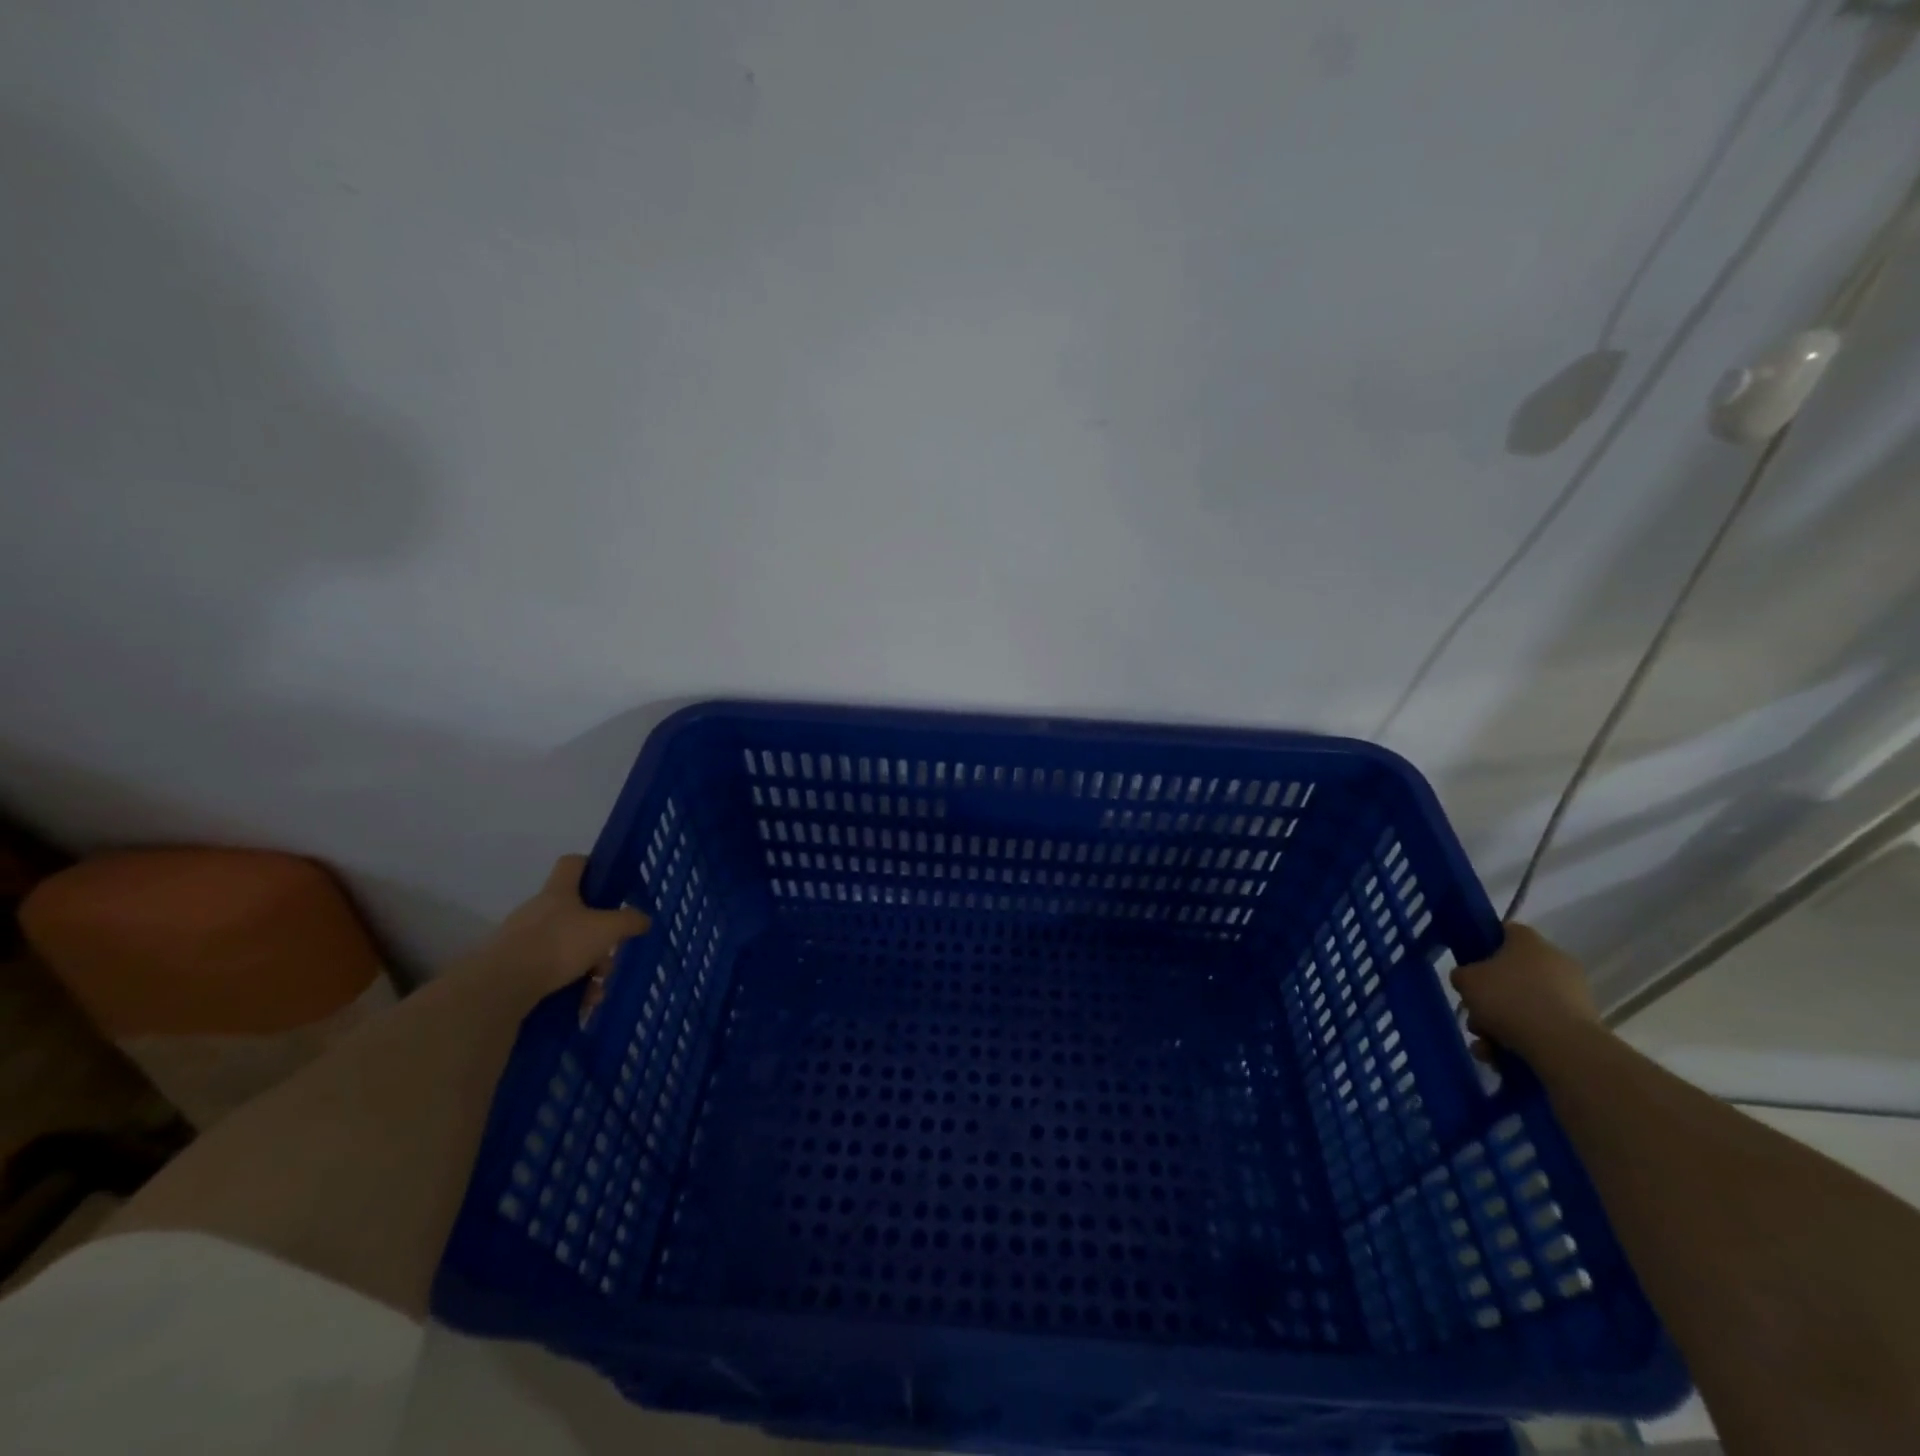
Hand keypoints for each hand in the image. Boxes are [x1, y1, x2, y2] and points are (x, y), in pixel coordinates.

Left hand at [468, 855, 649, 1000]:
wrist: (500, 987)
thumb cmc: (559, 945)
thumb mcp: (607, 930)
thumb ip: (629, 921)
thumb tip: (644, 919)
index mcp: (559, 892)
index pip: (573, 863)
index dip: (592, 866)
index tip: (609, 882)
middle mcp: (537, 910)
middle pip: (576, 914)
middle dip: (598, 938)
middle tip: (609, 959)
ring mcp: (521, 939)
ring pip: (565, 947)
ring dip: (585, 968)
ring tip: (595, 992)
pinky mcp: (511, 967)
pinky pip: (548, 971)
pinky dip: (567, 986)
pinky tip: (579, 1004)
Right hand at [1450, 923, 1601, 1062]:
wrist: (1563, 1046)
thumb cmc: (1509, 999)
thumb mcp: (1466, 980)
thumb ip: (1463, 975)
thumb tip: (1471, 981)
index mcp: (1530, 942)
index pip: (1506, 932)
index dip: (1485, 945)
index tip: (1471, 965)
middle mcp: (1556, 963)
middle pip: (1512, 974)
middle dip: (1489, 998)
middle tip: (1474, 1016)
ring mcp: (1573, 995)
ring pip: (1524, 1005)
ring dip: (1499, 1024)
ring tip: (1485, 1047)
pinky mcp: (1582, 1026)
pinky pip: (1541, 1028)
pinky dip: (1520, 1041)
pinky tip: (1500, 1058)